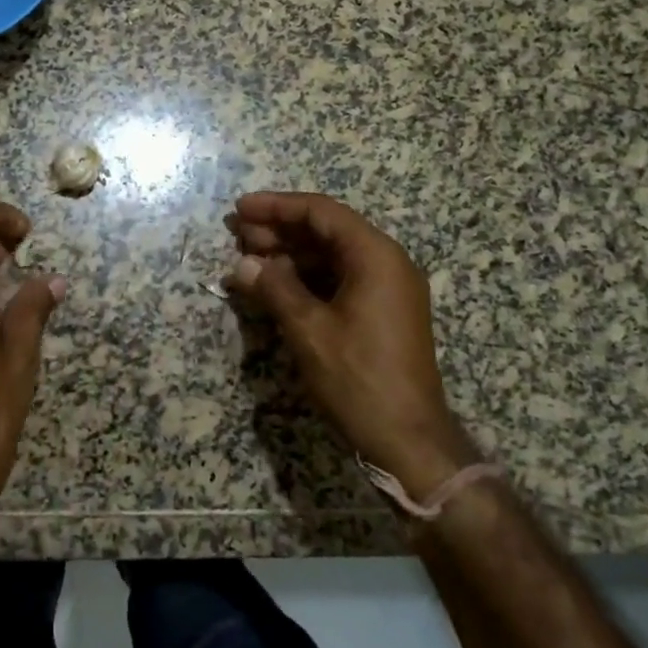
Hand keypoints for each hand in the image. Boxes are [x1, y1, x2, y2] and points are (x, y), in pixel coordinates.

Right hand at [224, 191, 479, 496]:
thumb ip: (275, 288)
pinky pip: (340, 280)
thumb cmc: (358, 378)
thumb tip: (242, 265)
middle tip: (238, 235)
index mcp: (376, 256)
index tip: (241, 209)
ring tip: (248, 259)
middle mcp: (387, 263)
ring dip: (290, 255)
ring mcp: (387, 289)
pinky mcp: (382, 313)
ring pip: (332, 256)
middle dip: (280, 230)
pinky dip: (306, 278)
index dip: (277, 207)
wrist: (409, 441)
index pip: (321, 212)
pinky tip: (275, 286)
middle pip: (327, 231)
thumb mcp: (309, 330)